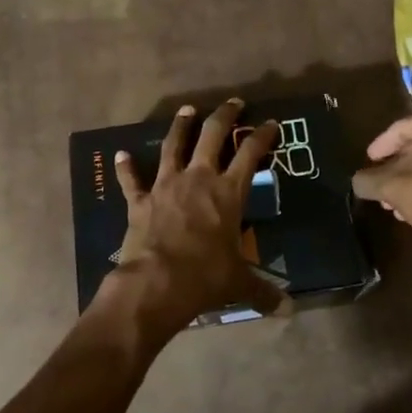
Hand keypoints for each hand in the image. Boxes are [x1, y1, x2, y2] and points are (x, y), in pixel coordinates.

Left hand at [97, 99, 279, 344]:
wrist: (156, 283)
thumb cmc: (205, 277)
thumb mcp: (239, 283)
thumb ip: (264, 291)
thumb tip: (290, 310)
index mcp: (228, 193)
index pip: (251, 154)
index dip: (262, 136)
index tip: (270, 123)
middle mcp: (198, 179)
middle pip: (213, 136)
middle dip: (224, 116)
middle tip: (232, 103)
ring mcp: (166, 186)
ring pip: (174, 146)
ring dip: (181, 127)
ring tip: (186, 110)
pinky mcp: (140, 200)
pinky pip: (131, 180)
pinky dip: (126, 167)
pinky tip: (121, 154)